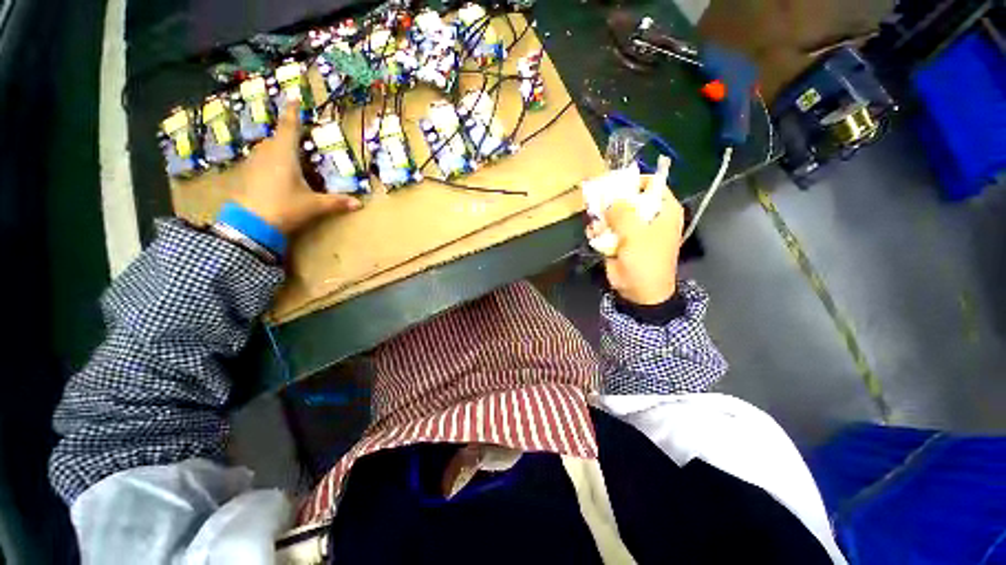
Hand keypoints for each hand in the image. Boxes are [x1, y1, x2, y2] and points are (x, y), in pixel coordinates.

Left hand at [231, 103, 360, 234]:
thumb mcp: (314, 205)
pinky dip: (270, 161)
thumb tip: (359, 204)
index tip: (293, 96)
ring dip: (279, 149)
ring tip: (290, 158)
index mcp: (284, 153)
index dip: (292, 112)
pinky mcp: (246, 173)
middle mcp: (267, 152)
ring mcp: (253, 162)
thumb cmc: (284, 207)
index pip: (289, 126)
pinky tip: (276, 174)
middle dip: (288, 135)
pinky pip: (261, 160)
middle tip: (300, 139)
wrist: (250, 224)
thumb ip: (336, 202)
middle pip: (278, 137)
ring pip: (267, 148)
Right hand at [589, 175, 684, 304]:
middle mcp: (648, 216)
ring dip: (602, 218)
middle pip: (628, 198)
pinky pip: (605, 229)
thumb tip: (610, 199)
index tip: (614, 185)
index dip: (633, 182)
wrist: (639, 291)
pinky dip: (598, 231)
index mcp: (663, 210)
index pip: (651, 184)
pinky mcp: (618, 240)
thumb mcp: (635, 233)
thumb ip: (622, 212)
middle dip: (611, 201)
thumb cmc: (645, 260)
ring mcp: (632, 229)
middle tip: (597, 203)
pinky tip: (594, 236)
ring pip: (613, 214)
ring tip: (597, 226)